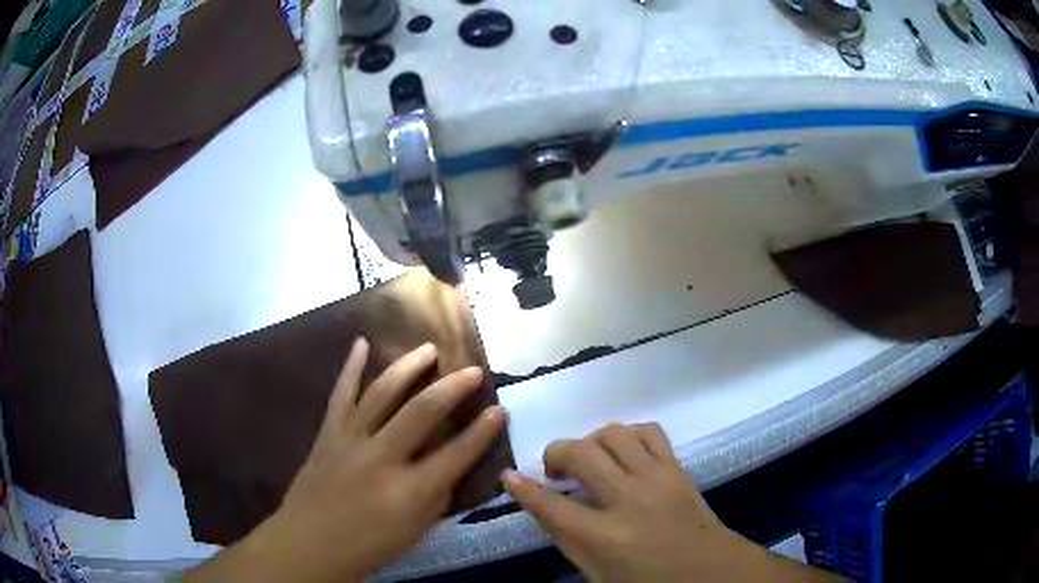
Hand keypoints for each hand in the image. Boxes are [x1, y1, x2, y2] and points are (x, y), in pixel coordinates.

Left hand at [188, 339, 507, 582]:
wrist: (308, 544)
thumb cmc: (367, 547)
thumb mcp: (414, 533)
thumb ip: (436, 498)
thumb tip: (448, 468)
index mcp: (409, 491)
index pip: (457, 454)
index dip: (483, 431)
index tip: (500, 409)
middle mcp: (382, 458)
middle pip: (422, 413)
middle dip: (453, 388)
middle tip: (473, 370)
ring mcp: (351, 440)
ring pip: (383, 393)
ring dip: (408, 367)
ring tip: (429, 349)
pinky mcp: (328, 434)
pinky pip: (341, 394)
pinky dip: (350, 367)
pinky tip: (360, 343)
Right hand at [504, 423, 840, 582]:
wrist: (709, 569)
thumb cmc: (648, 580)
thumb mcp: (597, 574)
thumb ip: (566, 539)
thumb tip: (540, 504)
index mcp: (605, 538)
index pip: (552, 506)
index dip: (524, 489)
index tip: (509, 475)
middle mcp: (629, 500)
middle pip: (581, 454)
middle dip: (556, 453)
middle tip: (555, 470)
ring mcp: (657, 478)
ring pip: (613, 434)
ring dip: (592, 442)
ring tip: (590, 461)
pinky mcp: (677, 467)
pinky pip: (649, 431)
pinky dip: (628, 435)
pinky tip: (623, 452)